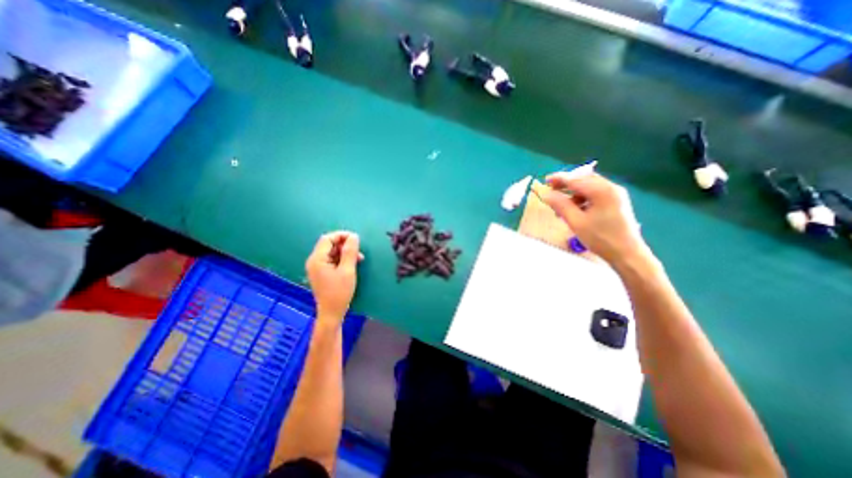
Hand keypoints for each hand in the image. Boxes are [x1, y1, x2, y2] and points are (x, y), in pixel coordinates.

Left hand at [306, 231, 361, 320]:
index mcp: (317, 259)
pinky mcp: (322, 273)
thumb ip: (350, 252)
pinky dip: (342, 259)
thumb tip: (354, 236)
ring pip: (332, 252)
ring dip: (345, 252)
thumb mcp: (348, 270)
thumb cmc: (339, 292)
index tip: (356, 239)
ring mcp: (317, 267)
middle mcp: (314, 261)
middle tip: (359, 250)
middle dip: (345, 245)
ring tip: (359, 258)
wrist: (332, 313)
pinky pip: (332, 260)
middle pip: (329, 244)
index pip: (328, 239)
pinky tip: (353, 263)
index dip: (342, 236)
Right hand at [534, 172, 649, 267]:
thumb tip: (546, 194)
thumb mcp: (576, 222)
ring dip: (573, 192)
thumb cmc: (600, 238)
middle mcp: (611, 188)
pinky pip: (595, 193)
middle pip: (584, 179)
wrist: (627, 254)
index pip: (576, 179)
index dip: (559, 179)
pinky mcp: (616, 202)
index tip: (545, 180)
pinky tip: (574, 209)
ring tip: (561, 206)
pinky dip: (582, 197)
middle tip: (551, 191)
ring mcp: (615, 194)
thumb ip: (560, 205)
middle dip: (567, 183)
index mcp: (602, 191)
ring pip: (589, 186)